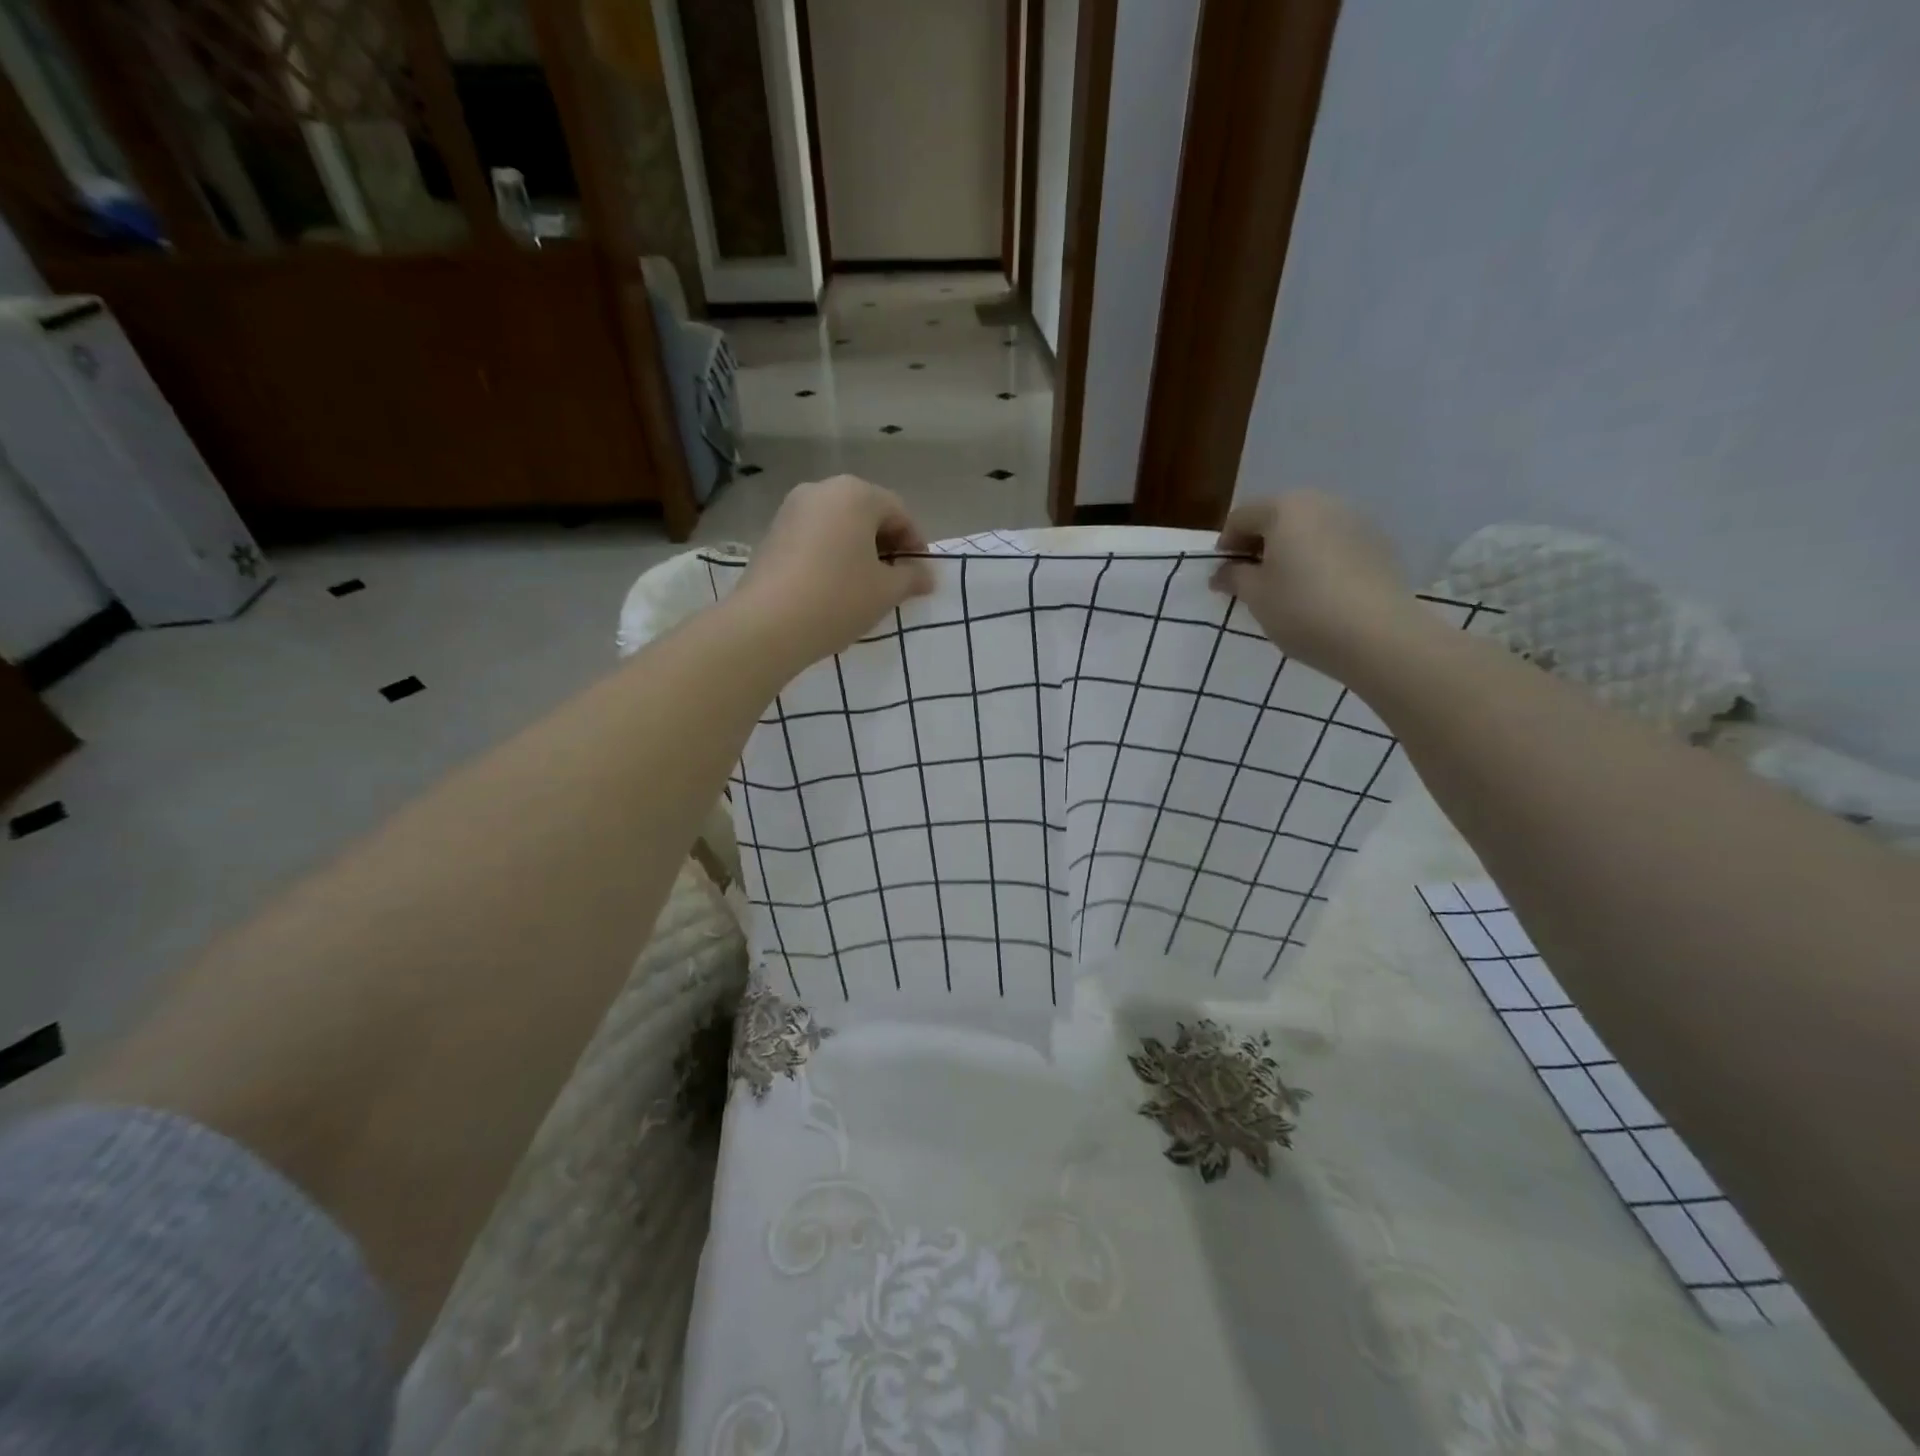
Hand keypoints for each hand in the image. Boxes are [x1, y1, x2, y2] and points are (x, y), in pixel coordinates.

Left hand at [733, 475, 934, 667]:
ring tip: (866, 586)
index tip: (921, 574)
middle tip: (896, 580)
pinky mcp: (772, 533)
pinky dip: (832, 554)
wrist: (768, 624)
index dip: (916, 543)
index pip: (899, 512)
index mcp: (856, 494)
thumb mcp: (886, 591)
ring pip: (839, 525)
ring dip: (858, 550)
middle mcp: (821, 490)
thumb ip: (912, 578)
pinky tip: (834, 587)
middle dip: (886, 545)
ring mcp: (791, 509)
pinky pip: (815, 537)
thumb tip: (927, 576)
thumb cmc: (839, 599)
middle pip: (866, 513)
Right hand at [1211, 491, 1418, 673]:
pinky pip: (1335, 544)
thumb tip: (1223, 572)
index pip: (1241, 517)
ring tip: (1285, 588)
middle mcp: (1322, 502)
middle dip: (1259, 544)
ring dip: (1290, 551)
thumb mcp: (1255, 596)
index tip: (1222, 577)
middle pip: (1278, 517)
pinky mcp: (1379, 543)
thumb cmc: (1302, 609)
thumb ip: (1233, 577)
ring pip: (1309, 529)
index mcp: (1285, 508)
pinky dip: (1319, 559)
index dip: (1225, 546)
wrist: (1378, 635)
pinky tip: (1318, 591)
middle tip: (1251, 581)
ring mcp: (1356, 520)